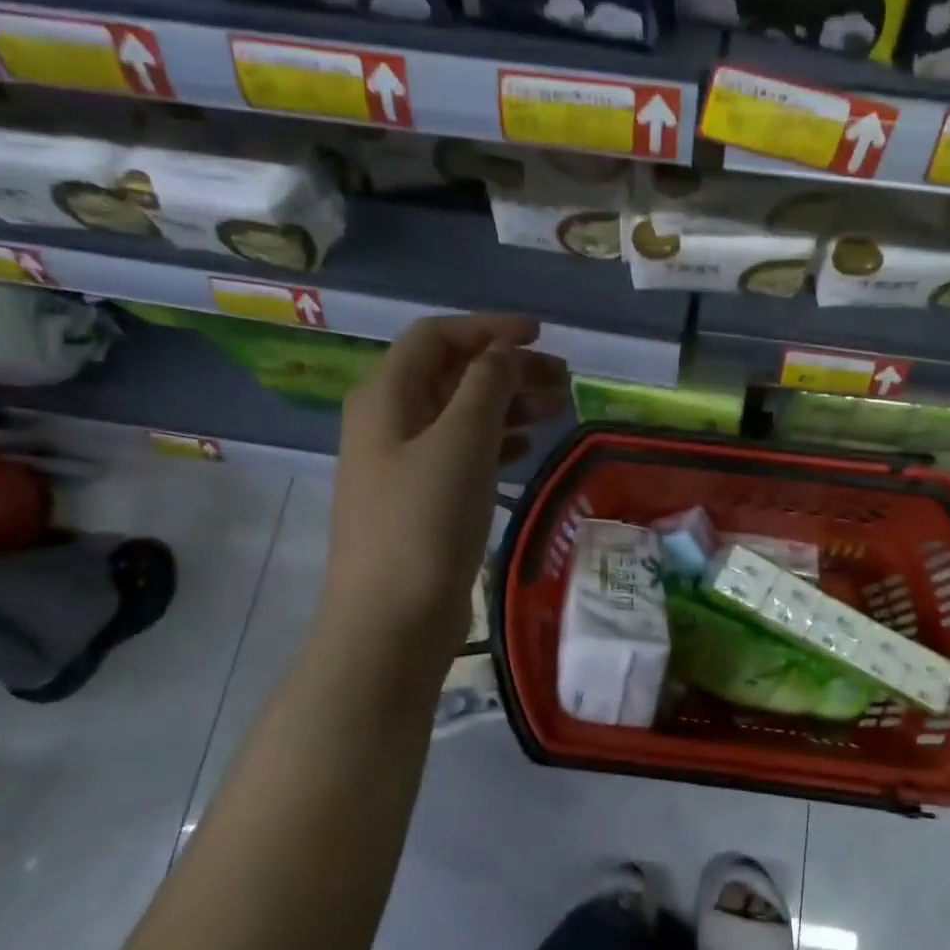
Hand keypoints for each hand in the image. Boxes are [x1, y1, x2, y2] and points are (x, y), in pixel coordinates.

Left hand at [327, 314, 567, 653]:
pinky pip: (461, 452)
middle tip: (563, 378)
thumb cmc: (425, 521)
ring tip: (557, 408)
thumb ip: (485, 385)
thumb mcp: (461, 441)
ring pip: (460, 414)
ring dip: (507, 403)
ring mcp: (402, 463)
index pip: (436, 337)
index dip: (488, 329)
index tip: (540, 335)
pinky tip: (526, 447)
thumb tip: (503, 351)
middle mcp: (388, 421)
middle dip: (507, 368)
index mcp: (386, 396)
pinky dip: (495, 441)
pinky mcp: (420, 499)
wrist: (392, 621)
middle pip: (451, 374)